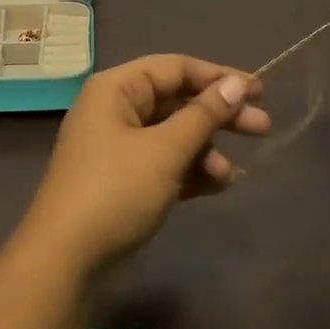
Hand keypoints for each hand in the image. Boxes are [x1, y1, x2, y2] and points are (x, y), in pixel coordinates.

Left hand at [17, 56, 270, 281]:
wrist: (66, 260)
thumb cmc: (116, 191)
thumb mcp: (165, 150)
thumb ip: (203, 115)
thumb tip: (235, 84)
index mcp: (116, 89)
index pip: (174, 68)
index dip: (217, 76)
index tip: (259, 91)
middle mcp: (114, 110)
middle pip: (176, 101)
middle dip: (218, 115)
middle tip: (263, 128)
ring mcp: (117, 147)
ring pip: (172, 135)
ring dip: (205, 149)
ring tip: (232, 173)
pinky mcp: (123, 181)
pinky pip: (164, 163)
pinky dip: (190, 171)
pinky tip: (219, 185)